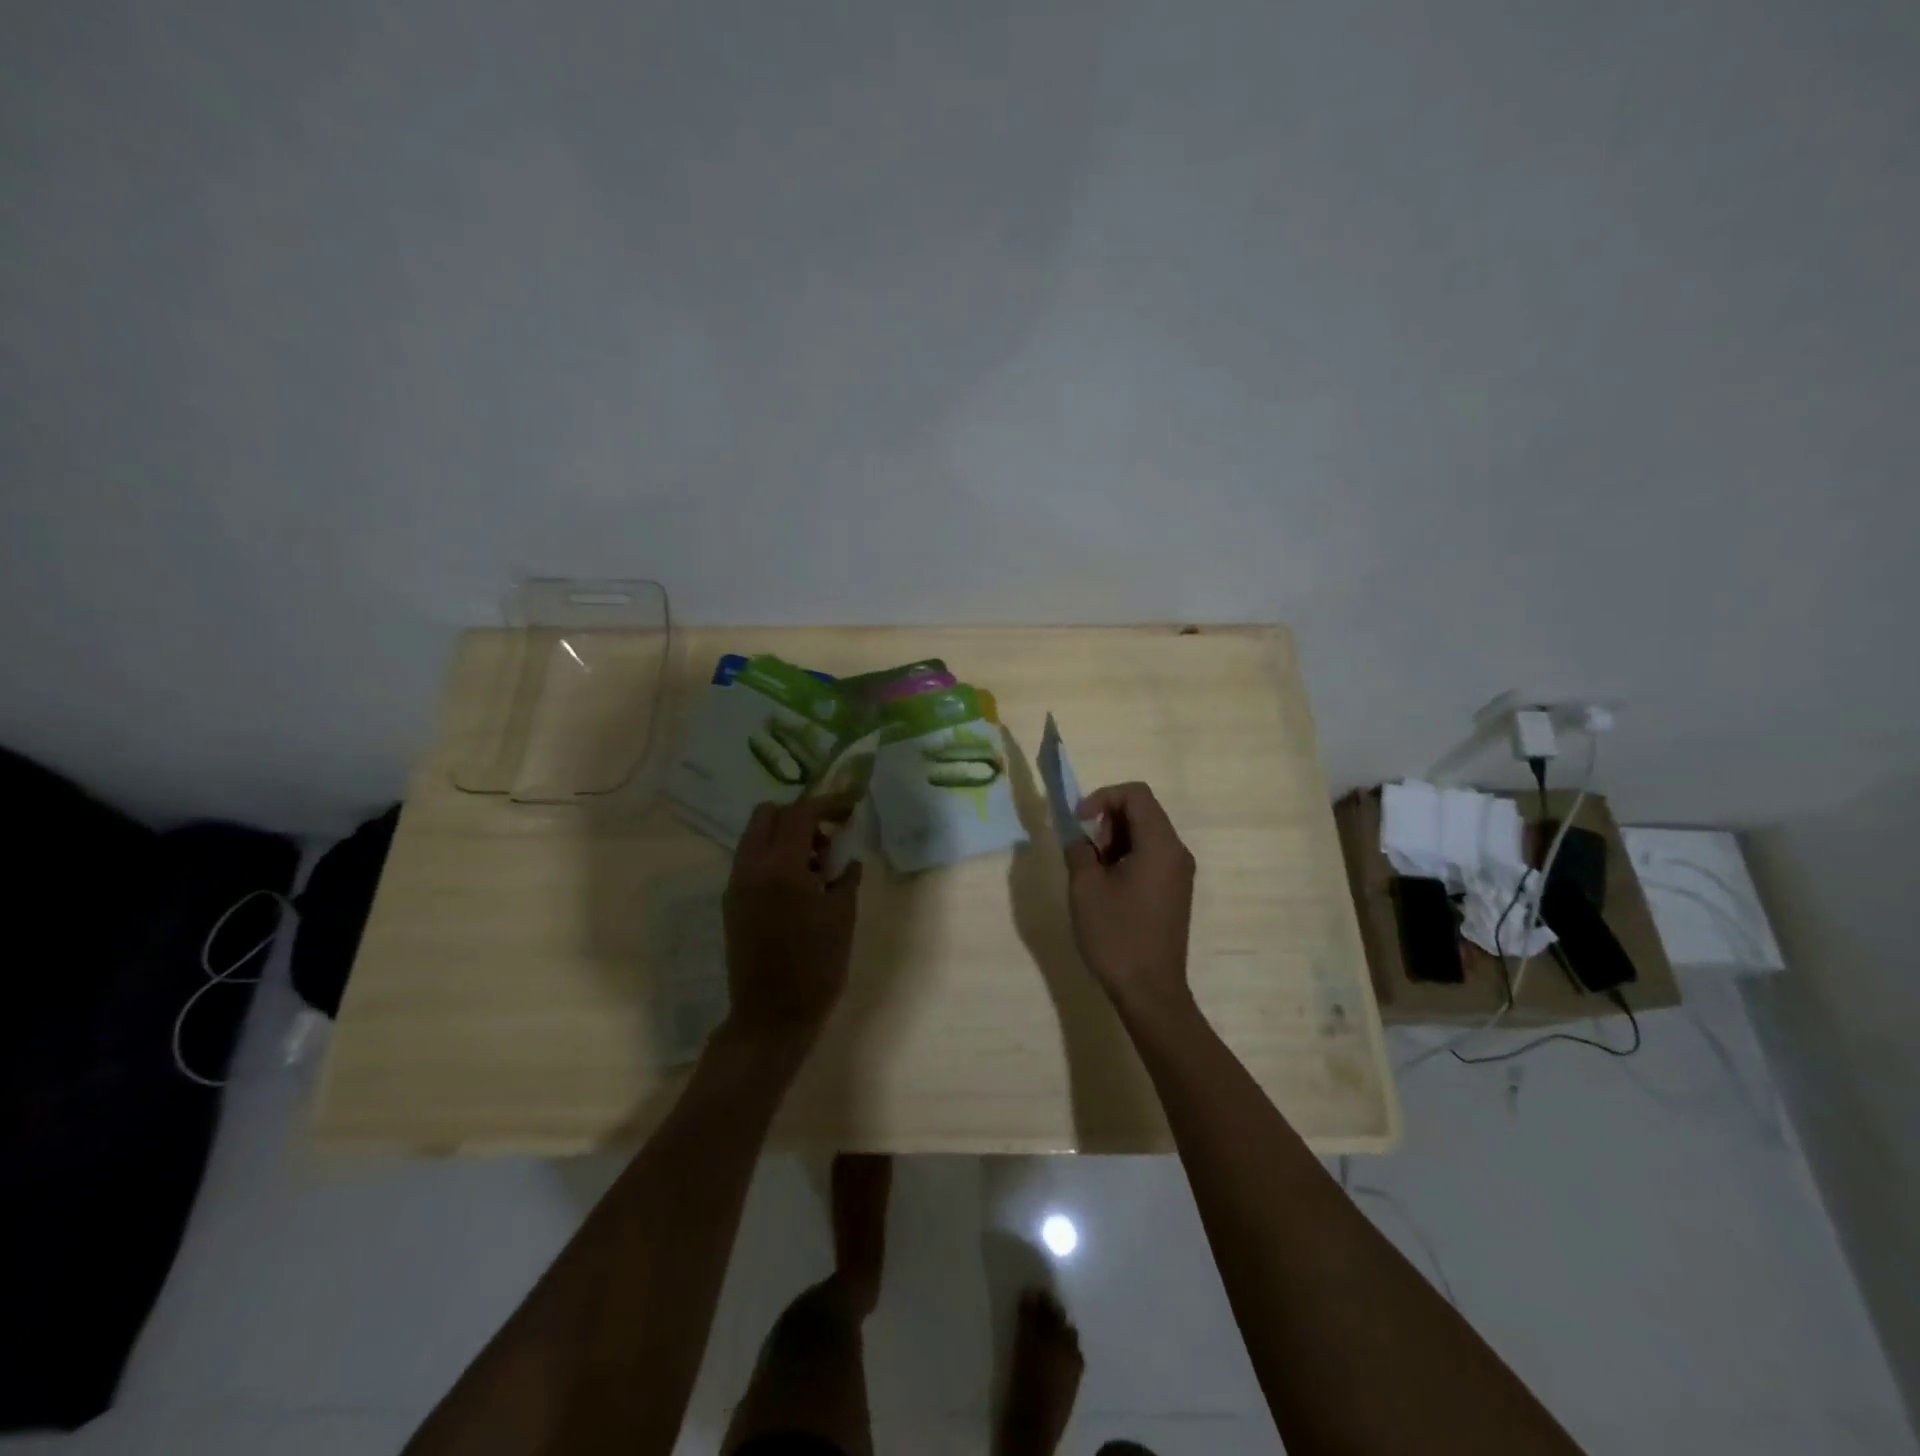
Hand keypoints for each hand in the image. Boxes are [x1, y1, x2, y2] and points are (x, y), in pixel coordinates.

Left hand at [723, 798, 864, 1047]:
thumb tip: (847, 859)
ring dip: (784, 836)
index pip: (799, 813)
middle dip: (798, 815)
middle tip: (826, 837)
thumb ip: (845, 877)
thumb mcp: (842, 917)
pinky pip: (750, 861)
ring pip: (755, 837)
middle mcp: (751, 867)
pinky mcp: (732, 903)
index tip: (848, 810)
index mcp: (781, 866)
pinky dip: (772, 857)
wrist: (771, 1015)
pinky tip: (798, 886)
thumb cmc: (816, 965)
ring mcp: (736, 885)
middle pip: (767, 815)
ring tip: (816, 866)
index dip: (826, 804)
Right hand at [1064, 782, 1196, 1022]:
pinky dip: (1128, 856)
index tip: (1080, 821)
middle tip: (1085, 848)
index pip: (1136, 794)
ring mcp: (1180, 872)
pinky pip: (1152, 855)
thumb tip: (1079, 839)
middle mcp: (1177, 852)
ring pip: (1147, 833)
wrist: (1150, 991)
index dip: (1103, 797)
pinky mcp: (1175, 891)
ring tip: (1093, 869)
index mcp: (1160, 845)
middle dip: (1109, 818)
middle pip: (1144, 811)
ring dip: (1116, 838)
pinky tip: (1108, 885)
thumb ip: (1079, 851)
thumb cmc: (1117, 935)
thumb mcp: (1085, 888)